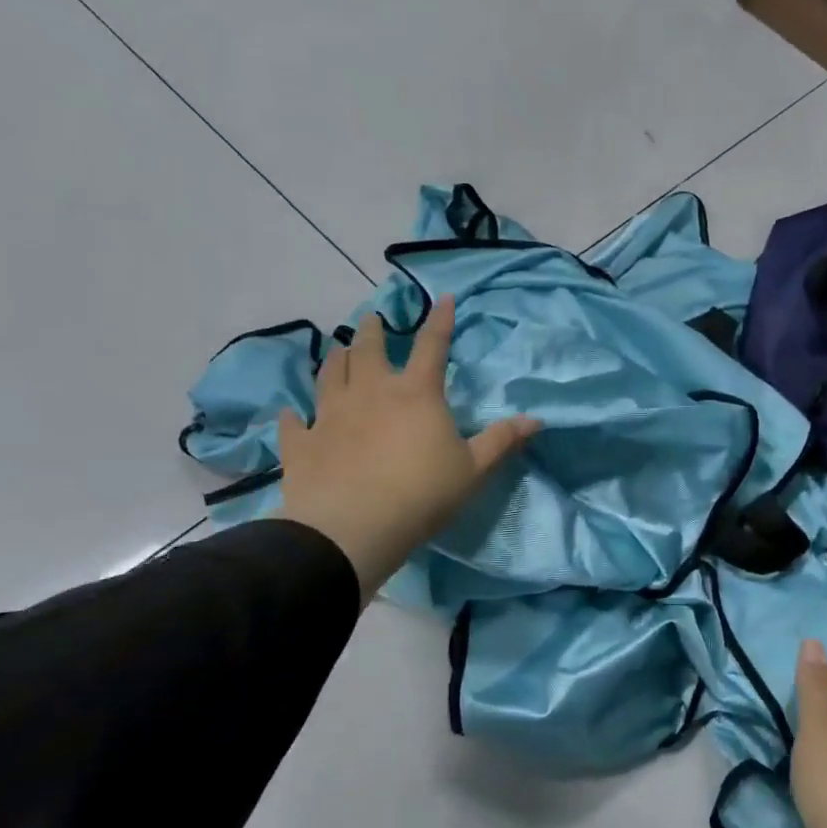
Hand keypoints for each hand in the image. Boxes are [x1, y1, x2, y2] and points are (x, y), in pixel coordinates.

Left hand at [276, 295, 539, 598]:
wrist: (352, 529)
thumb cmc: (422, 494)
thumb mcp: (473, 469)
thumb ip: (501, 441)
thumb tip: (536, 419)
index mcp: (415, 393)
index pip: (432, 346)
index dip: (440, 320)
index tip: (442, 298)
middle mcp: (370, 392)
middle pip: (369, 349)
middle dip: (372, 329)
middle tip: (372, 318)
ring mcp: (329, 415)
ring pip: (329, 374)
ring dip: (335, 358)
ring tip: (338, 350)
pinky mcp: (301, 443)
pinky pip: (292, 423)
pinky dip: (292, 415)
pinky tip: (289, 412)